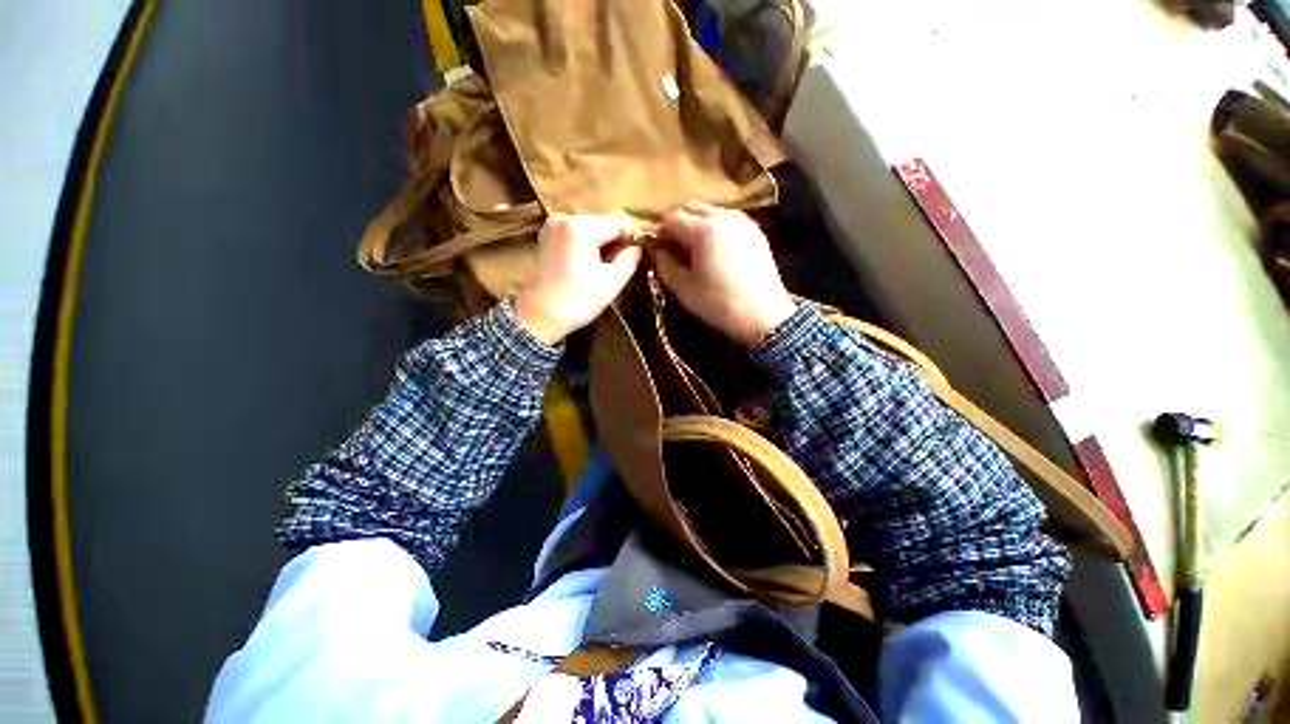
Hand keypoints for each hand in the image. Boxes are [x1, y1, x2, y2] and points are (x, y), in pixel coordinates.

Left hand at [514, 213, 642, 344]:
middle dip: (617, 240)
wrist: (540, 316)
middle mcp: (565, 218)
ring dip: (603, 243)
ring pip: (590, 229)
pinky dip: (588, 245)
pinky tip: (592, 263)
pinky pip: (577, 234)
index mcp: (581, 227)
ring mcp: (553, 225)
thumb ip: (630, 258)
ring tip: (611, 265)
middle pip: (603, 224)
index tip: (644, 252)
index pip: (618, 224)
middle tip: (628, 262)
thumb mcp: (612, 281)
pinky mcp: (547, 236)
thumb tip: (638, 246)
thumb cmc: (578, 300)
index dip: (634, 237)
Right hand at [654, 202, 795, 344]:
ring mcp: (743, 221)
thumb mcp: (684, 289)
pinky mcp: (756, 231)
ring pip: (711, 211)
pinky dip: (716, 227)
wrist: (763, 315)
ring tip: (696, 249)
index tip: (658, 249)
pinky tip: (716, 250)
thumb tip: (659, 251)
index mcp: (703, 230)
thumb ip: (665, 265)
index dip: (660, 232)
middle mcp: (724, 217)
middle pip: (692, 207)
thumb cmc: (719, 303)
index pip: (672, 219)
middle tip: (675, 247)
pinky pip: (728, 219)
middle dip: (679, 224)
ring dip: (698, 224)